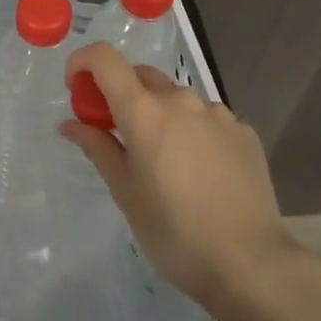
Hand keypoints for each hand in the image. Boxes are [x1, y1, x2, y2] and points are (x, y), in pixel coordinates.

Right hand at [59, 43, 305, 316]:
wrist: (249, 262)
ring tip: (161, 159)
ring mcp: (218, 113)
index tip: (76, 89)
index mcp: (145, 111)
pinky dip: (190, 129)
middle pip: (140, 76)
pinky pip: (206, 118)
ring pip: (175, 97)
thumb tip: (71, 123)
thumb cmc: (173, 232)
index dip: (83, 63)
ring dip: (158, 112)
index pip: (105, 58)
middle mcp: (182, 100)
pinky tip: (197, 170)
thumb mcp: (125, 191)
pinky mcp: (244, 131)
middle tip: (114, 132)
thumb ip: (97, 147)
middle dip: (119, 93)